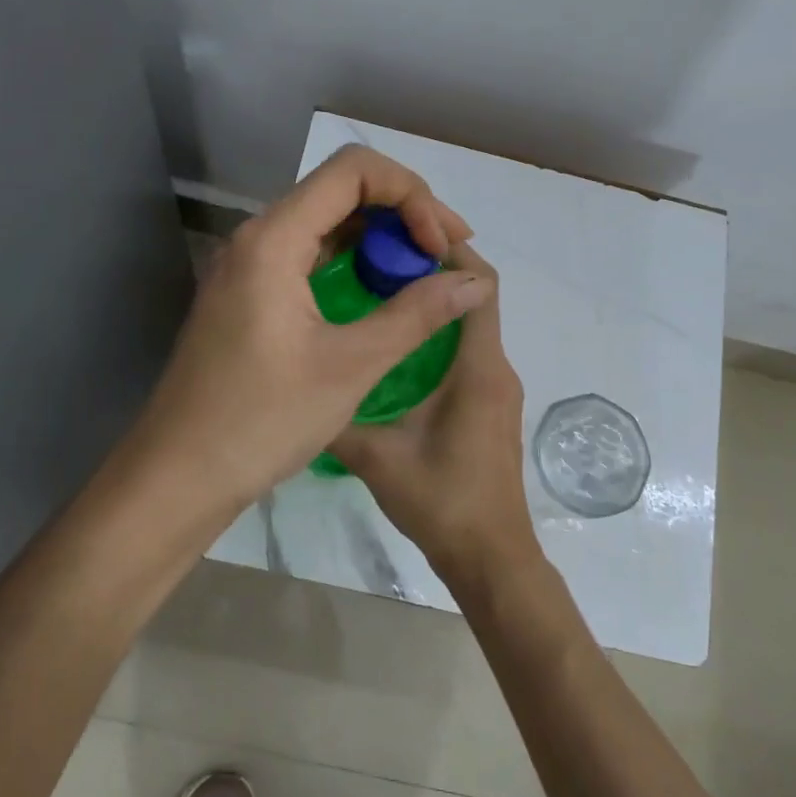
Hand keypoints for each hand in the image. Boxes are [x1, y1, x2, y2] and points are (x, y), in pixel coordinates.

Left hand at [129, 145, 491, 522]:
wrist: (179, 474)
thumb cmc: (261, 420)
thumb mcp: (350, 366)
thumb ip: (416, 314)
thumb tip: (475, 281)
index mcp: (273, 239)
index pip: (353, 170)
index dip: (410, 193)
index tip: (439, 246)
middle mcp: (256, 238)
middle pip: (340, 190)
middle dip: (402, 211)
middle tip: (445, 255)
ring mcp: (248, 267)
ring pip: (325, 223)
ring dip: (378, 237)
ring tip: (425, 271)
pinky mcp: (248, 294)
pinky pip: (307, 255)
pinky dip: (351, 262)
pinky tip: (381, 290)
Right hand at [331, 246, 541, 582]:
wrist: (490, 557)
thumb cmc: (442, 501)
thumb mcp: (377, 458)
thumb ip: (338, 418)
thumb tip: (298, 387)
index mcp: (478, 368)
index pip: (479, 286)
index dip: (449, 254)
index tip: (402, 238)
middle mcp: (496, 368)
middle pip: (476, 298)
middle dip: (433, 272)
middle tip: (376, 263)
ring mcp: (497, 388)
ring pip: (471, 326)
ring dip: (434, 305)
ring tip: (378, 296)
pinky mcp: (490, 405)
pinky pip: (468, 353)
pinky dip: (438, 337)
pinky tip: (394, 349)